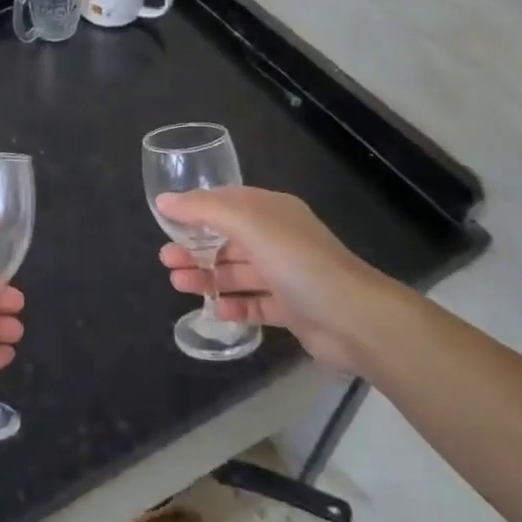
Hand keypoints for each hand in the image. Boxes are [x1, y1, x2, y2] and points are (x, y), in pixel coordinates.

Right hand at [157, 186, 397, 373]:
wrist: (356, 319)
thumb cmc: (299, 262)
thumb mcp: (248, 224)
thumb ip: (204, 210)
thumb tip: (164, 201)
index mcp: (271, 211)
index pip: (227, 202)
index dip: (196, 209)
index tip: (166, 221)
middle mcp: (279, 239)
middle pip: (228, 239)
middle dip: (195, 247)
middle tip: (165, 259)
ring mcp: (286, 275)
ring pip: (238, 272)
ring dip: (208, 276)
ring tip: (177, 283)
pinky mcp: (292, 310)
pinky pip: (255, 304)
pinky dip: (233, 305)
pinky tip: (213, 311)